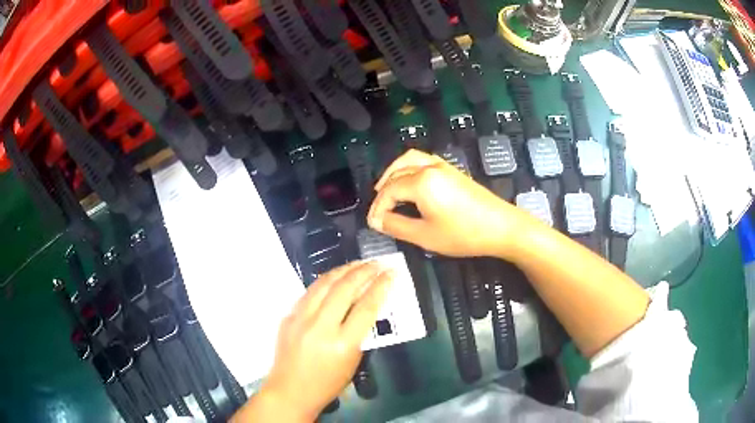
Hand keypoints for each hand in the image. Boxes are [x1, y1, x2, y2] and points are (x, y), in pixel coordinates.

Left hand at [240, 262, 393, 421]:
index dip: (381, 287)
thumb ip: (360, 333)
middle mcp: (320, 326)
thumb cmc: (328, 383)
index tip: (391, 273)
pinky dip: (325, 281)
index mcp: (342, 344)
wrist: (290, 390)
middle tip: (377, 263)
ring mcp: (301, 319)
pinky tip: (335, 276)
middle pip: (345, 289)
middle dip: (364, 272)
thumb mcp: (353, 361)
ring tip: (358, 264)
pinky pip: (310, 292)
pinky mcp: (289, 316)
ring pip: (324, 284)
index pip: (366, 307)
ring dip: (344, 270)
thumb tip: (367, 305)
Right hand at [368, 149, 530, 258]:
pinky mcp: (452, 170)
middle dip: (383, 191)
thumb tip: (376, 221)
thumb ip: (397, 226)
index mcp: (421, 182)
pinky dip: (408, 168)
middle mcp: (429, 167)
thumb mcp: (426, 236)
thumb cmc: (463, 234)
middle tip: (377, 211)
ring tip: (386, 189)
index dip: (377, 208)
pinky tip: (410, 183)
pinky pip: (422, 160)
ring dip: (394, 173)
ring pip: (409, 160)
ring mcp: (443, 166)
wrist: (501, 226)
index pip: (389, 191)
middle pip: (396, 173)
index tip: (373, 225)